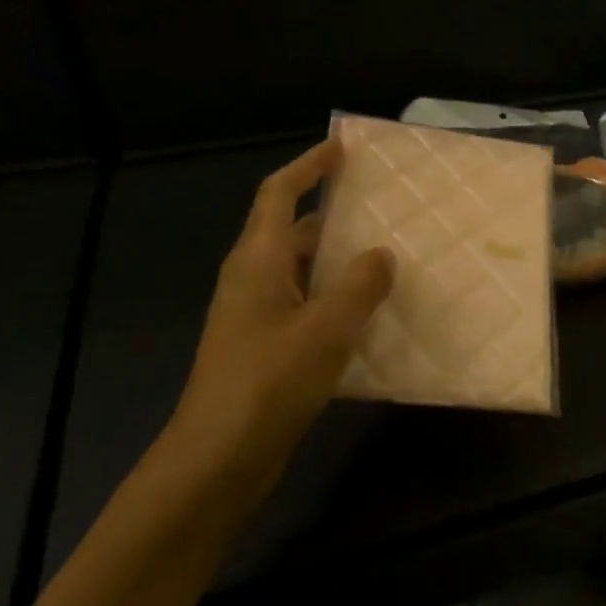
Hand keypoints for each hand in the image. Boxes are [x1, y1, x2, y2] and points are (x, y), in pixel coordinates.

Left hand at [168, 139, 393, 497]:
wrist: (217, 458)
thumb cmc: (267, 382)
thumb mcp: (325, 329)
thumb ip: (359, 285)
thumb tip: (382, 253)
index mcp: (258, 261)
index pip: (279, 194)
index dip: (308, 166)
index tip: (341, 147)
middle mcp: (253, 279)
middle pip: (292, 229)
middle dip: (333, 212)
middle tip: (382, 206)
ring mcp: (257, 314)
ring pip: (303, 270)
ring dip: (339, 258)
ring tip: (388, 254)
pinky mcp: (266, 345)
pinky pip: (306, 303)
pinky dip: (335, 296)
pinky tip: (370, 311)